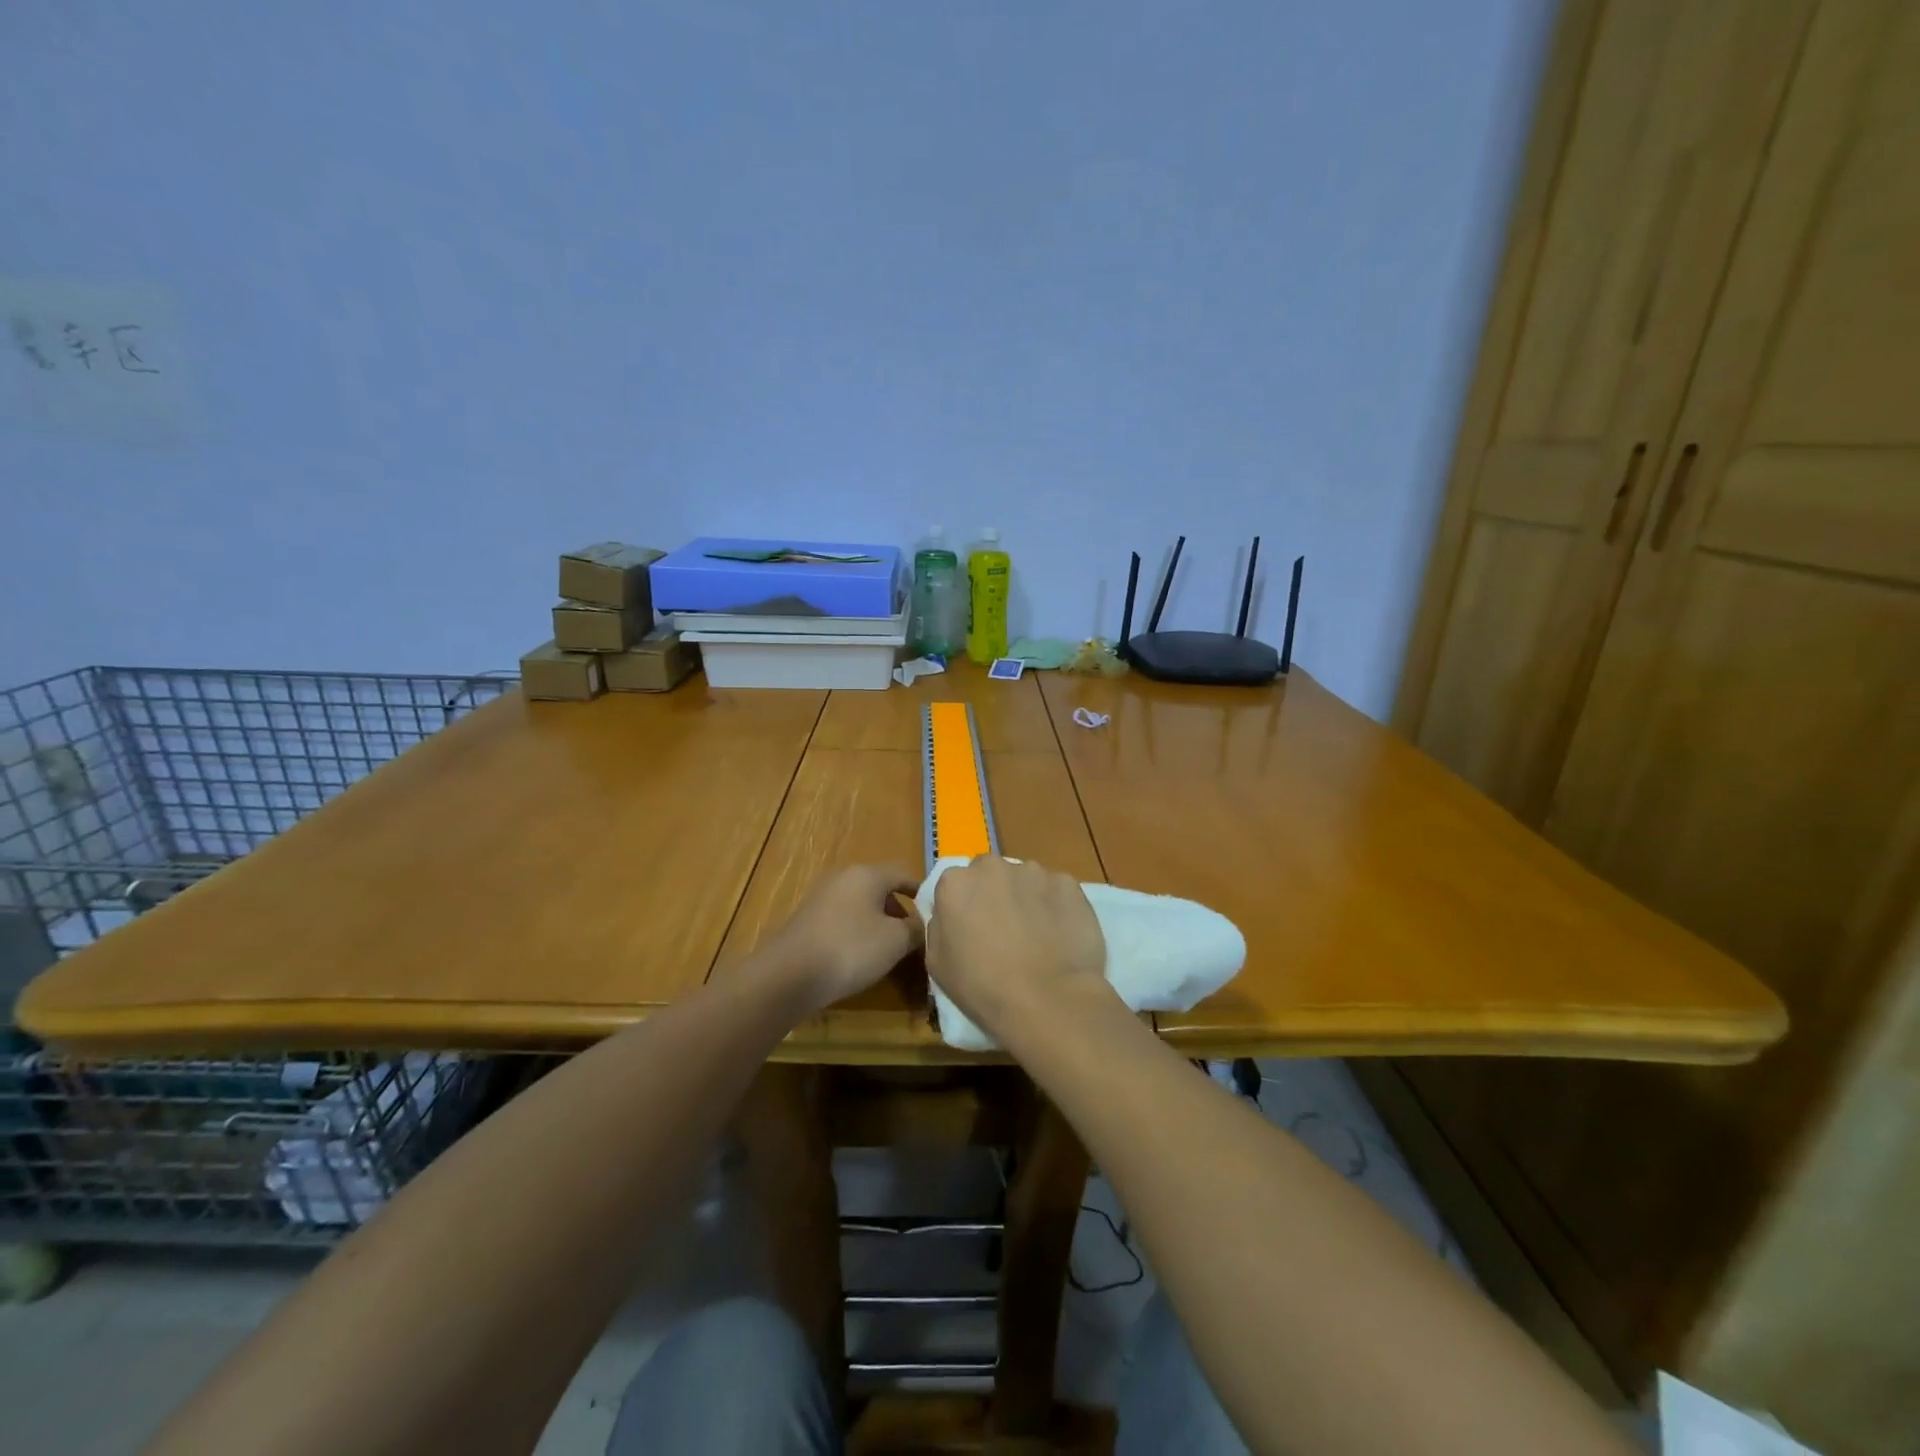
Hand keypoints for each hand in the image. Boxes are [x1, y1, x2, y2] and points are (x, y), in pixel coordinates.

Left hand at [768, 864, 923, 1015]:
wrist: (790, 975)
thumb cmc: (851, 949)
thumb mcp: (896, 941)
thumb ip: (916, 929)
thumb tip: (924, 924)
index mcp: (867, 874)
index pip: (903, 873)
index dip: (922, 891)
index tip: (935, 912)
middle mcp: (843, 878)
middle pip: (881, 889)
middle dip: (900, 911)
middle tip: (913, 937)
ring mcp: (822, 898)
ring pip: (861, 905)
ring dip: (878, 924)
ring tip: (889, 951)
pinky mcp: (808, 920)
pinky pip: (843, 920)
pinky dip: (857, 933)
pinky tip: (860, 957)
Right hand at [925, 856, 1109, 1040]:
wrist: (1048, 1000)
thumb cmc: (983, 988)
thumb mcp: (937, 963)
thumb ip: (940, 926)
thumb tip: (951, 916)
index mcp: (955, 883)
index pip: (955, 884)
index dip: (964, 906)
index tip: (972, 929)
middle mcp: (992, 867)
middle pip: (990, 874)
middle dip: (994, 895)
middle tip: (1004, 931)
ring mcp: (1033, 872)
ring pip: (1025, 880)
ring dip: (1026, 899)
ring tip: (1037, 937)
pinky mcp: (1067, 883)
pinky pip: (1056, 891)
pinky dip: (1056, 907)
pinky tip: (1060, 937)